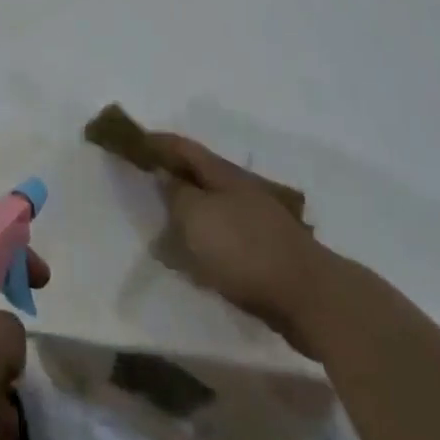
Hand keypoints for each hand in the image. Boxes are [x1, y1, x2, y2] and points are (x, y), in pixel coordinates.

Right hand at [146, 132, 329, 357]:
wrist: (309, 298)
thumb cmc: (245, 249)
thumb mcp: (197, 216)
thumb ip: (176, 194)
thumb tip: (166, 178)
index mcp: (222, 174)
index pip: (182, 147)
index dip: (155, 142)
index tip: (129, 141)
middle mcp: (239, 191)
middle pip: (197, 177)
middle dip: (169, 179)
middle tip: (139, 188)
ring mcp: (254, 223)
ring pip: (209, 211)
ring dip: (184, 216)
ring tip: (158, 231)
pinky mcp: (262, 256)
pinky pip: (221, 242)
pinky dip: (201, 246)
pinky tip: (189, 264)